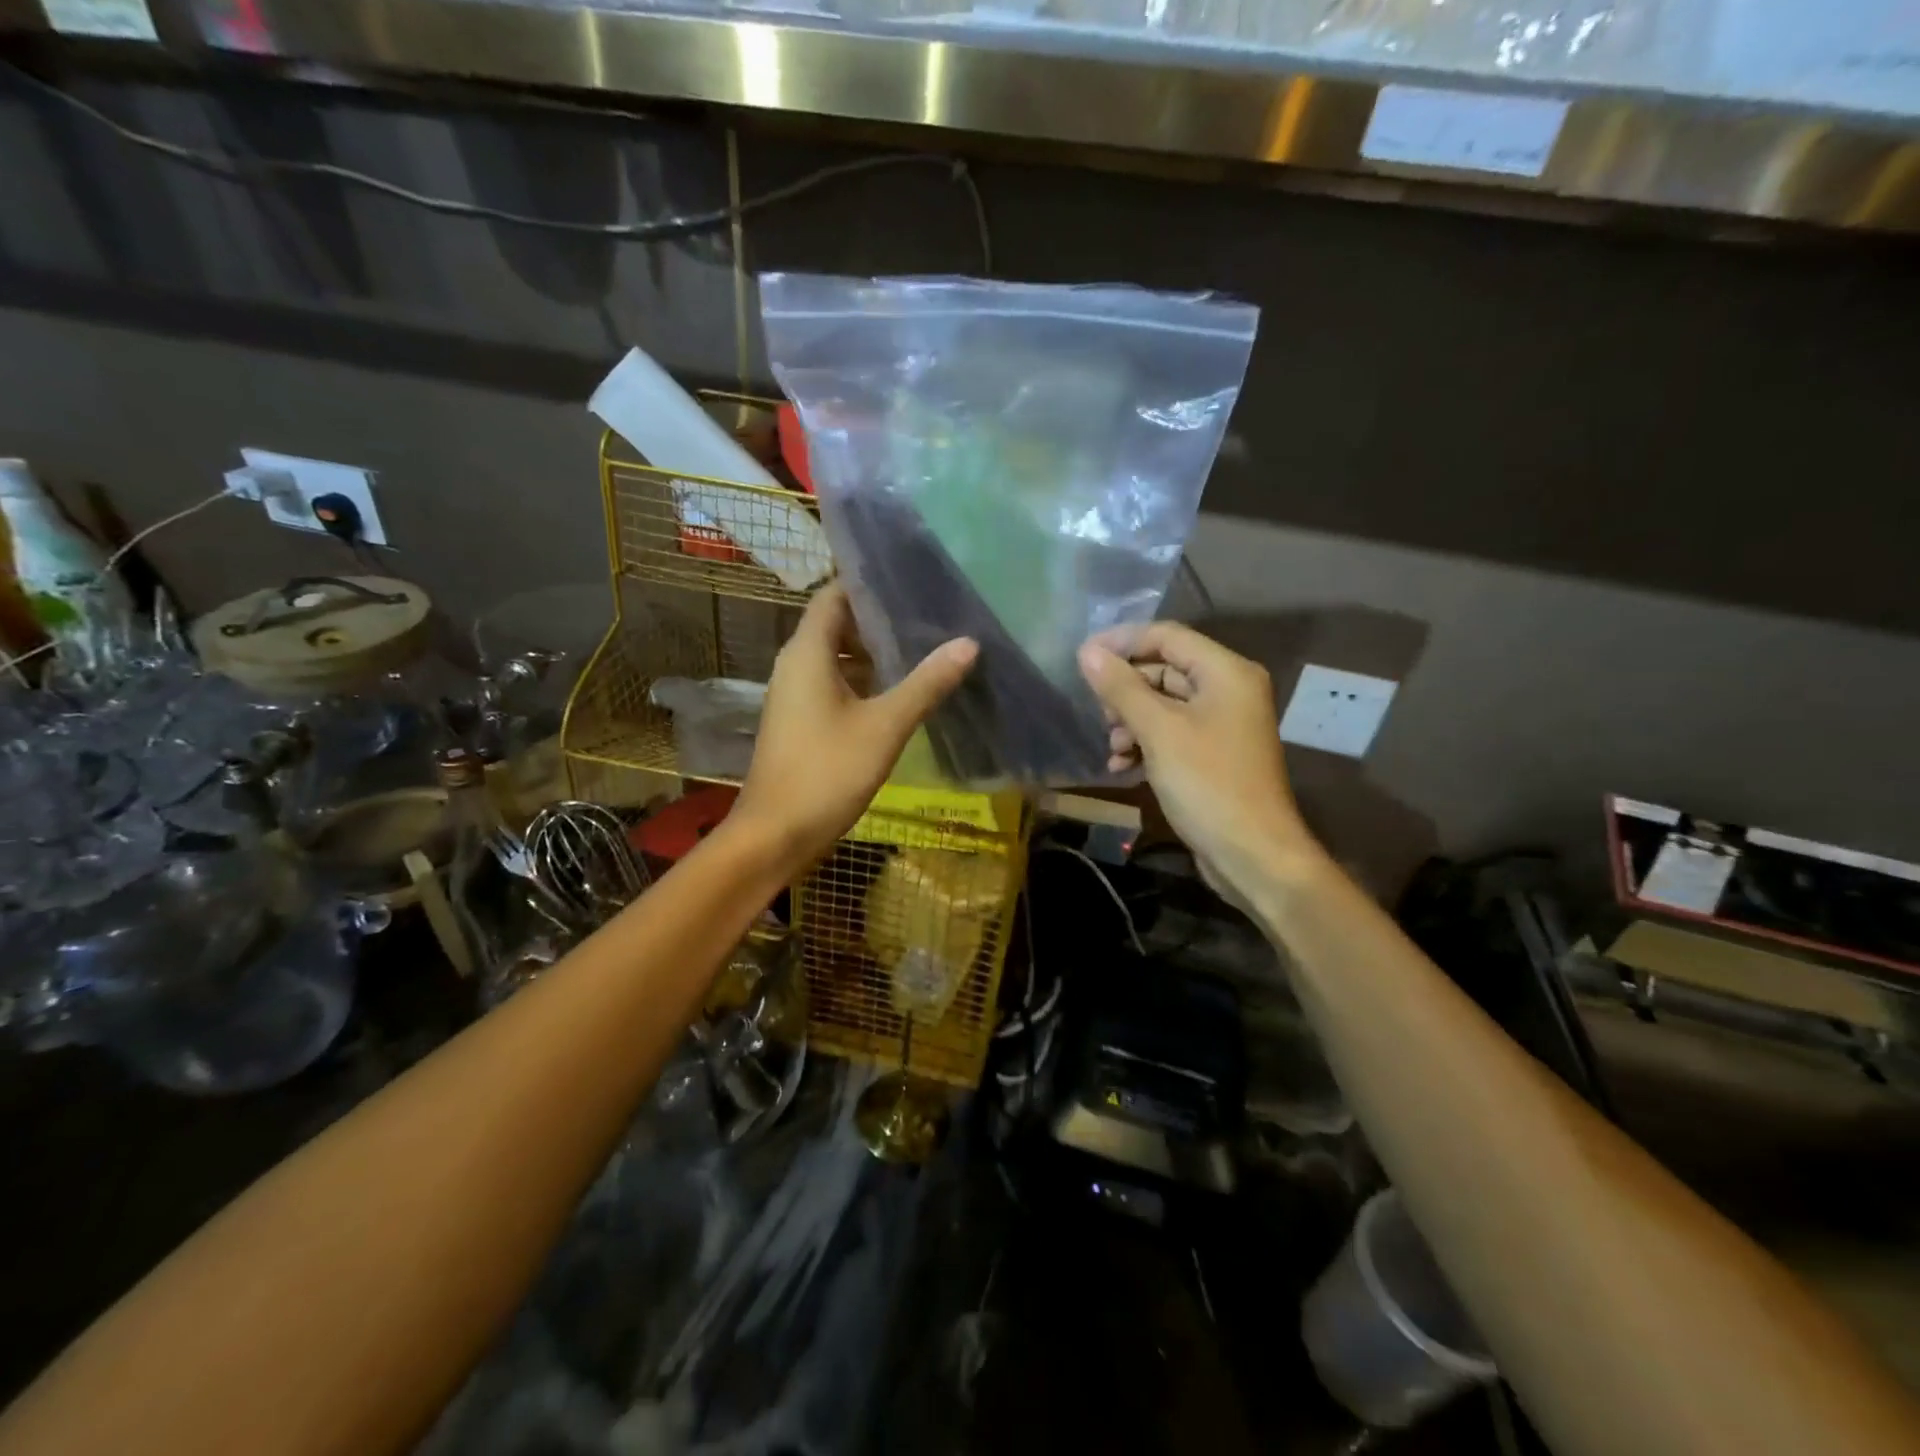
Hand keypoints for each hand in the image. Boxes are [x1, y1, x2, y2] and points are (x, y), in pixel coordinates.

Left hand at [735, 584, 977, 868]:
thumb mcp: (885, 726)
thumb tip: (969, 643)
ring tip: (924, 647)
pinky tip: (901, 691)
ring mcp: (796, 694)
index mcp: (807, 652)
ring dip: (875, 652)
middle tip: (930, 614)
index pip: (834, 595)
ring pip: (838, 657)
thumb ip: (926, 683)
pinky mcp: (801, 720)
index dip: (868, 583)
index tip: (911, 579)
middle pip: (837, 624)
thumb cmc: (827, 772)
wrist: (776, 834)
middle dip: (880, 619)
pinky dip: (865, 680)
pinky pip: (834, 683)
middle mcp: (796, 664)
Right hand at [1077, 623, 1320, 910]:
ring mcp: (1222, 723)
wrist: (1253, 854)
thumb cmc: (1207, 783)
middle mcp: (1228, 689)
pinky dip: (1145, 743)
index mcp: (1226, 672)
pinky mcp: (1213, 753)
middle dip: (1126, 690)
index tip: (1083, 658)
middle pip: (1165, 669)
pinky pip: (1172, 732)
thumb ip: (1121, 688)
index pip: (1167, 636)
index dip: (1122, 642)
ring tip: (1113, 747)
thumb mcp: (1158, 731)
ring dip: (1131, 721)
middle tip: (1099, 713)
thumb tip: (1087, 652)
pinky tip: (1122, 765)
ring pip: (1164, 704)